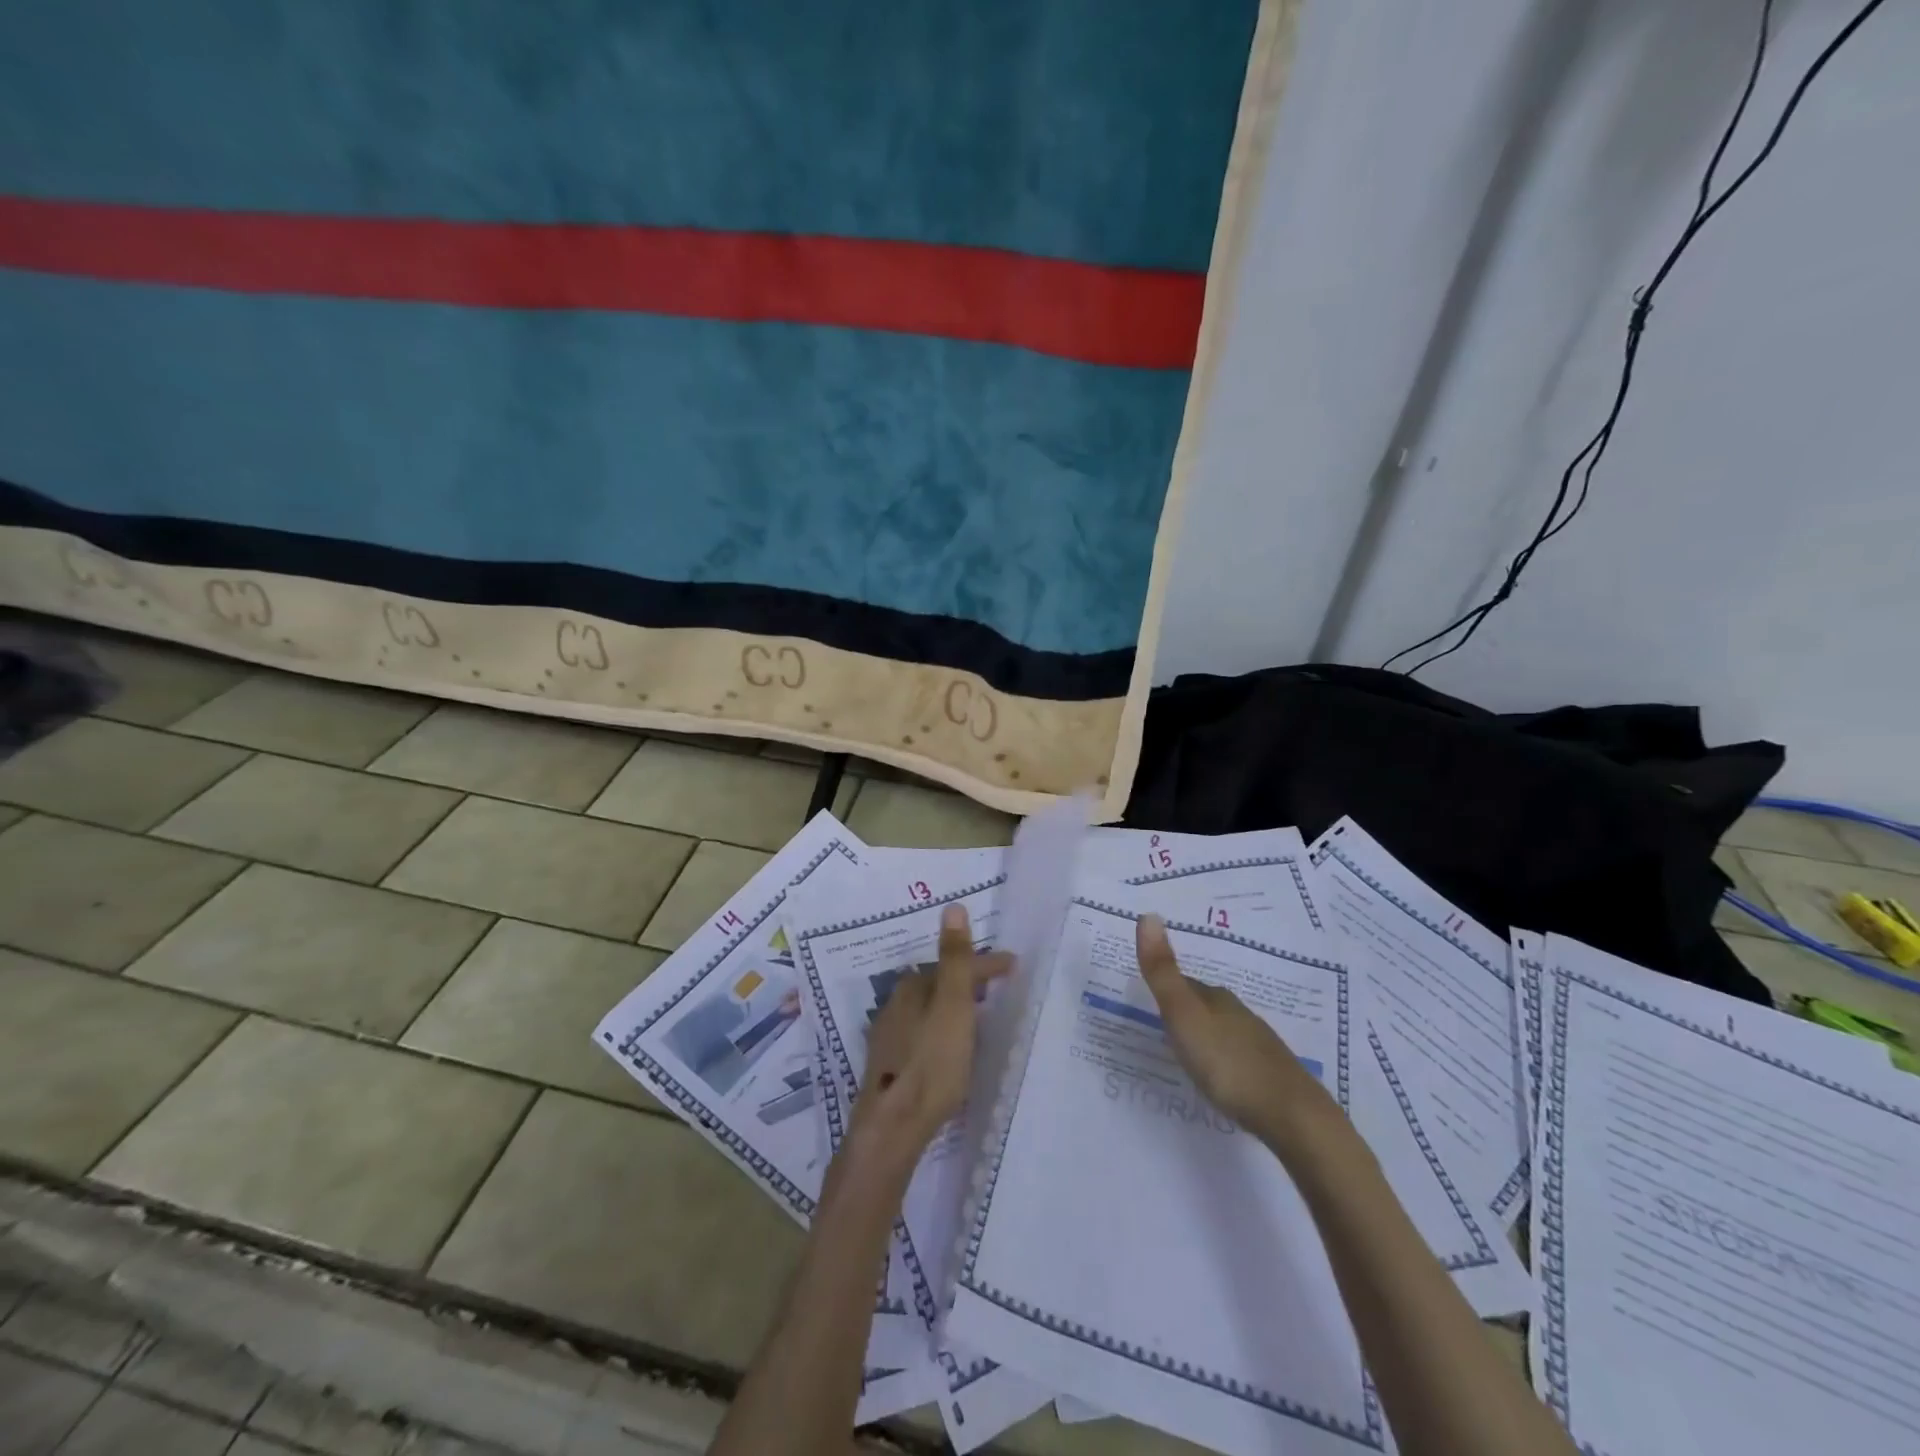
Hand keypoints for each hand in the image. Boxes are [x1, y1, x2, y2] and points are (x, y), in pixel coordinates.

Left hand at [852, 904, 1011, 1163]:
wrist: (893, 1126)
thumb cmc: (931, 1063)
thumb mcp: (953, 1007)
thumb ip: (955, 959)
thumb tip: (952, 906)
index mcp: (912, 988)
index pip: (954, 965)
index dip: (986, 964)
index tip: (1014, 965)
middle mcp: (895, 1005)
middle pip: (938, 984)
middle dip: (967, 982)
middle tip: (996, 987)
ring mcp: (890, 1036)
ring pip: (928, 1009)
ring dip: (953, 1007)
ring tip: (978, 1015)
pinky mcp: (890, 1065)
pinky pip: (922, 1032)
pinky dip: (942, 1029)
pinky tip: (950, 1047)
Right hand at [1135, 914, 1339, 1151]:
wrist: (1292, 1116)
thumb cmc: (1229, 1063)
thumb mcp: (1184, 1016)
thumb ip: (1163, 972)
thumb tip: (1147, 914)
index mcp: (1217, 999)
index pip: (1185, 984)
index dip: (1165, 988)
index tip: (1146, 998)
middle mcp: (1240, 1014)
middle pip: (1205, 1005)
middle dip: (1185, 1011)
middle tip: (1161, 1025)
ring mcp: (1259, 1044)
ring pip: (1224, 1030)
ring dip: (1205, 1036)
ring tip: (1186, 1052)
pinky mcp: (1271, 1075)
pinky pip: (1238, 1056)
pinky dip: (1223, 1060)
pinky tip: (1220, 1077)